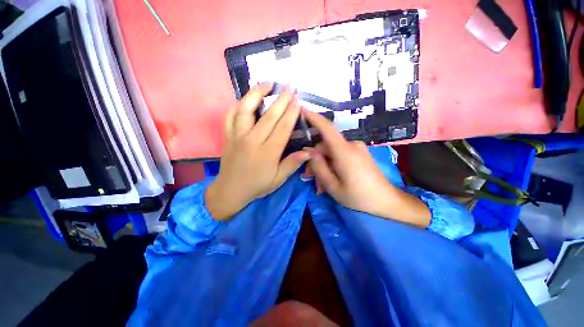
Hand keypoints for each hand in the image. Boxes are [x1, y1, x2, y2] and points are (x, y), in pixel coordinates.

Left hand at [205, 83, 309, 219]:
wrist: (229, 190)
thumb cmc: (256, 185)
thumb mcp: (277, 180)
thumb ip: (292, 164)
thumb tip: (309, 151)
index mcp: (267, 152)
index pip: (282, 127)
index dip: (291, 112)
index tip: (298, 100)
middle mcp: (252, 140)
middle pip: (268, 115)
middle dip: (281, 99)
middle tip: (289, 86)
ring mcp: (237, 135)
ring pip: (245, 109)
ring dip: (256, 94)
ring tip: (267, 84)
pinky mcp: (228, 134)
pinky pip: (230, 115)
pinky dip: (237, 104)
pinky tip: (245, 98)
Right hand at [304, 110, 430, 226]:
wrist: (386, 200)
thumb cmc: (359, 197)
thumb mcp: (333, 187)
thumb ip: (319, 168)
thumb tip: (308, 152)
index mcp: (344, 151)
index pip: (326, 127)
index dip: (312, 116)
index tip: (300, 107)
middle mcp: (352, 145)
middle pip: (326, 146)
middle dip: (316, 160)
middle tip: (309, 180)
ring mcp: (358, 149)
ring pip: (333, 152)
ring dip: (325, 166)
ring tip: (321, 187)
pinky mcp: (361, 154)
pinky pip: (342, 155)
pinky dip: (334, 166)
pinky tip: (332, 181)